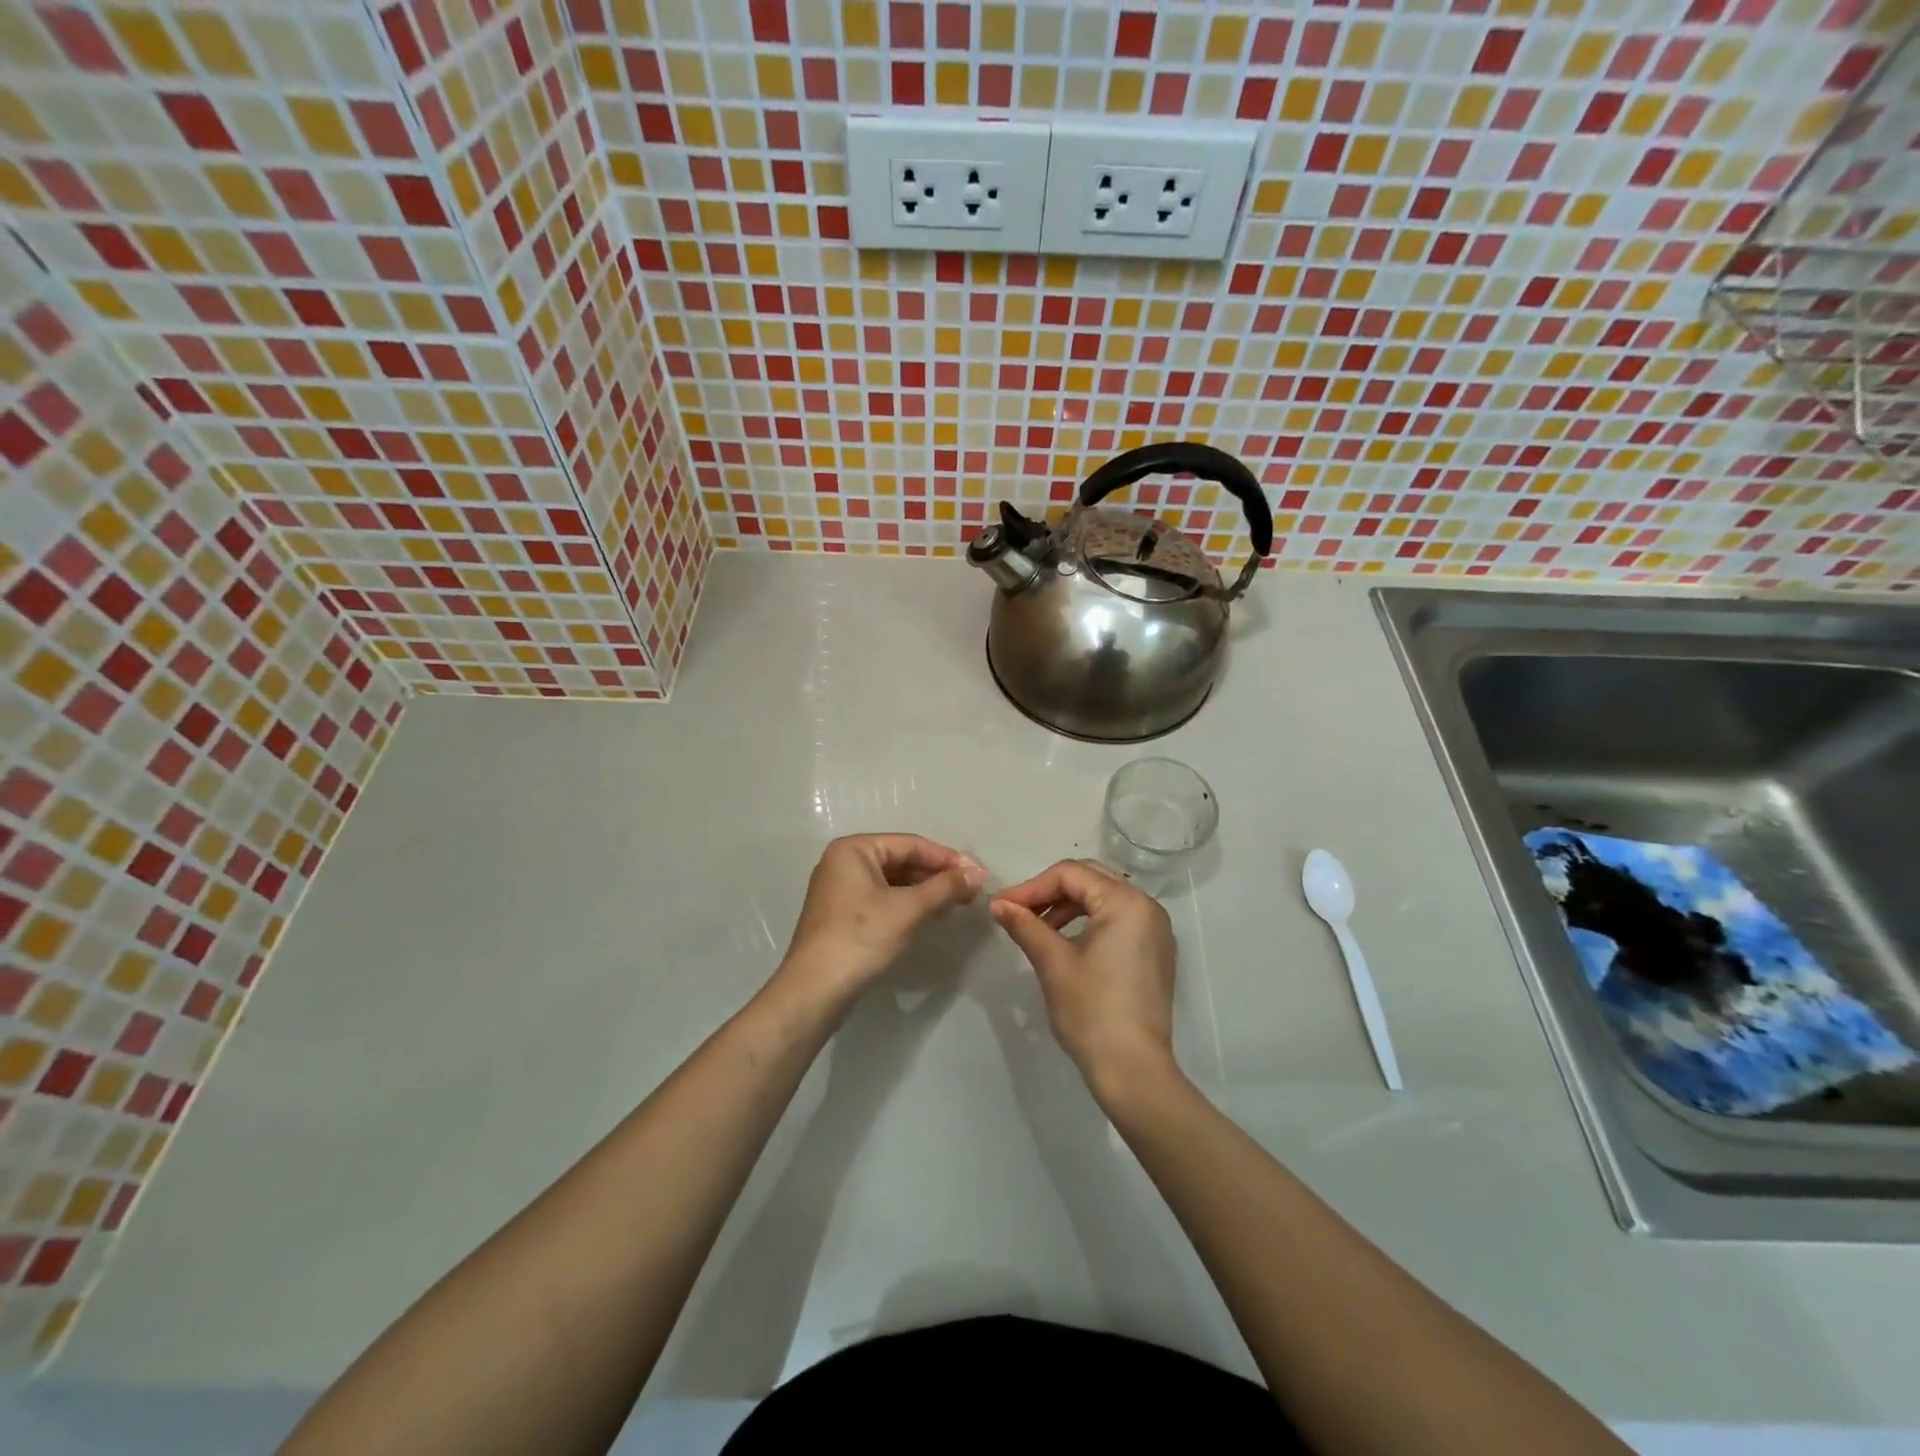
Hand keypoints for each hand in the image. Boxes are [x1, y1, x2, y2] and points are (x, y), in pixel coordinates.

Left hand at [775, 834, 985, 1007]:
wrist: (815, 990)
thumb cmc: (861, 938)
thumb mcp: (908, 909)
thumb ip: (945, 887)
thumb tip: (979, 873)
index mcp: (854, 849)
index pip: (910, 844)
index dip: (947, 858)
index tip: (978, 874)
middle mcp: (843, 861)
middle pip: (900, 860)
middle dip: (936, 875)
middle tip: (970, 890)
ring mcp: (840, 888)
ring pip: (892, 881)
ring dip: (924, 890)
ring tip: (955, 903)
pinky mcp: (842, 914)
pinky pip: (882, 898)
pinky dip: (907, 904)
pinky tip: (928, 915)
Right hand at [989, 860, 1179, 1105]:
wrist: (1133, 1070)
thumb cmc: (1091, 1011)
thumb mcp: (1053, 962)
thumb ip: (1025, 925)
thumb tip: (998, 904)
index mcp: (1126, 902)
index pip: (1070, 874)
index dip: (1032, 887)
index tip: (1002, 906)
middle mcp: (1147, 907)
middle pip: (1090, 879)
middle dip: (1050, 892)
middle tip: (1018, 912)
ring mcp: (1156, 930)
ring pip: (1103, 899)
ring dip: (1067, 907)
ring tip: (1038, 930)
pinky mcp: (1155, 952)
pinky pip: (1117, 920)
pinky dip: (1088, 923)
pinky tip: (1065, 943)